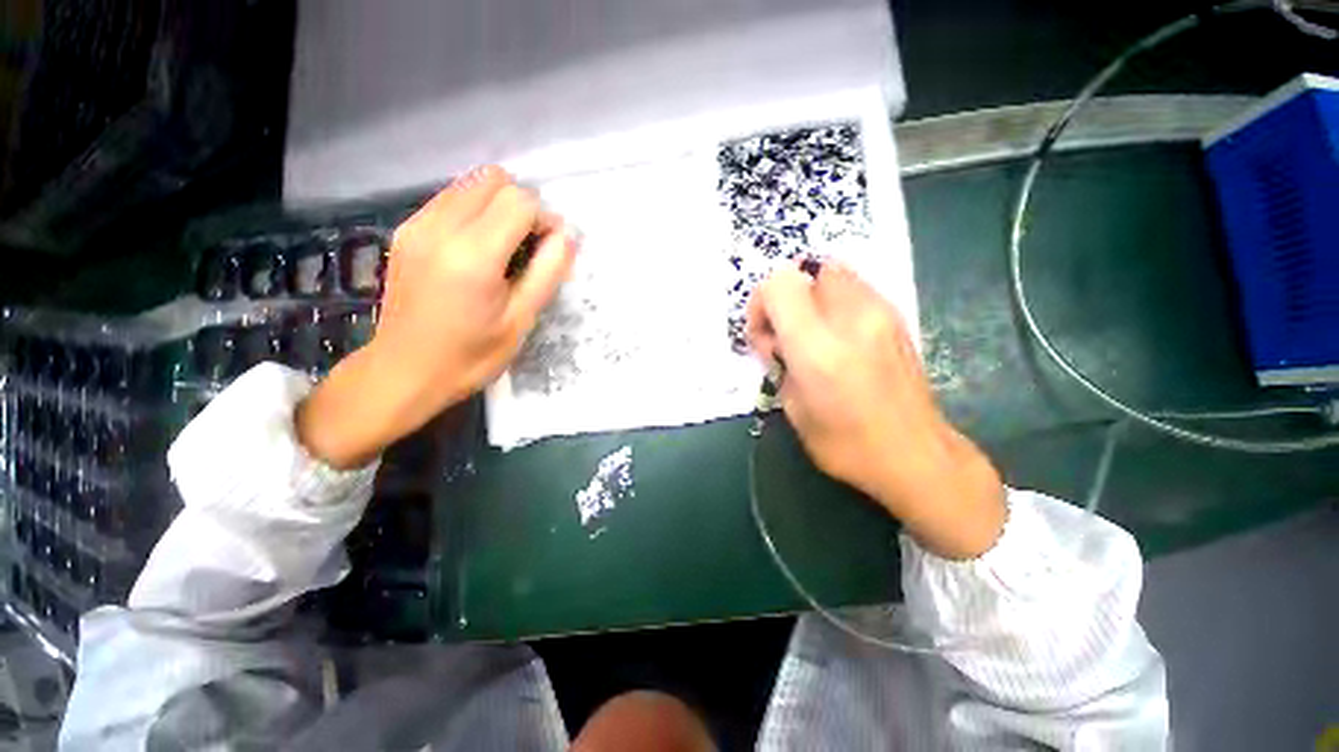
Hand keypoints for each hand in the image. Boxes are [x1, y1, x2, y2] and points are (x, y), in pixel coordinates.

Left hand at [297, 166, 577, 468]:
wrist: (403, 372)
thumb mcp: (521, 320)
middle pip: (494, 180)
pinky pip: (450, 198)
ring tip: (505, 247)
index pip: (520, 202)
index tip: (551, 249)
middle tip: (530, 246)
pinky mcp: (406, 230)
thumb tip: (567, 236)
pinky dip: (474, 211)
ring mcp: (417, 225)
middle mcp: (440, 227)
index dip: (546, 219)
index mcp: (473, 255)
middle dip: (523, 206)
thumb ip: (547, 272)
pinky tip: (477, 248)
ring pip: (470, 184)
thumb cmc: (471, 356)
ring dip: (498, 206)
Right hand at [746, 263, 1004, 559]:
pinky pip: (856, 287)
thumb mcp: (792, 408)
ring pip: (833, 271)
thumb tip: (776, 340)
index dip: (761, 302)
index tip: (764, 333)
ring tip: (812, 333)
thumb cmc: (845, 445)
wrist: (916, 456)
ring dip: (812, 295)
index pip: (779, 286)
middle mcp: (851, 319)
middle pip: (807, 270)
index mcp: (818, 349)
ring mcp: (881, 313)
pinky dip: (835, 300)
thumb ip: (778, 363)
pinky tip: (837, 335)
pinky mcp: (898, 317)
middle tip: (786, 333)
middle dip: (787, 296)